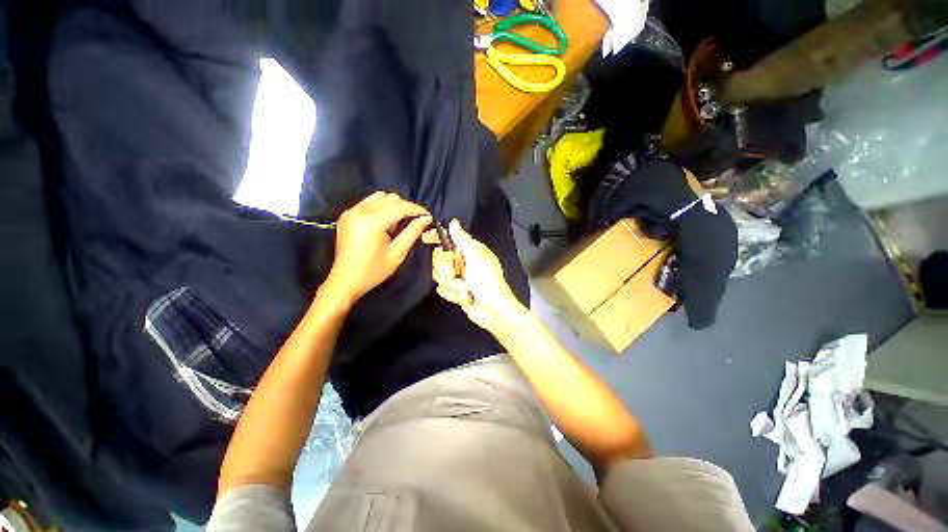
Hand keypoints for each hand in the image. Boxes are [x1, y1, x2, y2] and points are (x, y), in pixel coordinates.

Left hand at [323, 191, 430, 304]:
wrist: (346, 281)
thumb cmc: (374, 271)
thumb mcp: (398, 253)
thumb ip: (413, 232)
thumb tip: (427, 218)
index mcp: (372, 221)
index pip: (400, 206)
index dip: (417, 210)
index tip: (428, 216)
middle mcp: (360, 211)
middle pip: (391, 198)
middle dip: (406, 208)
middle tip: (415, 222)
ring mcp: (351, 211)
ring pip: (380, 197)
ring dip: (393, 206)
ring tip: (398, 224)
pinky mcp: (347, 215)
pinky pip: (369, 202)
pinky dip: (381, 208)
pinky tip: (384, 223)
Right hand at [425, 219, 527, 333]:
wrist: (493, 311)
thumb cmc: (488, 281)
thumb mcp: (476, 257)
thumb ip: (462, 239)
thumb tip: (453, 222)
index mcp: (470, 251)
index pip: (449, 240)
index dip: (437, 238)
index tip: (425, 238)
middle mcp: (463, 263)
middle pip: (439, 259)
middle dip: (447, 269)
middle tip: (457, 274)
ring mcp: (459, 278)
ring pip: (440, 276)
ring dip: (453, 285)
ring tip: (466, 290)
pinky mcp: (456, 292)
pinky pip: (444, 290)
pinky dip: (455, 295)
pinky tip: (466, 298)